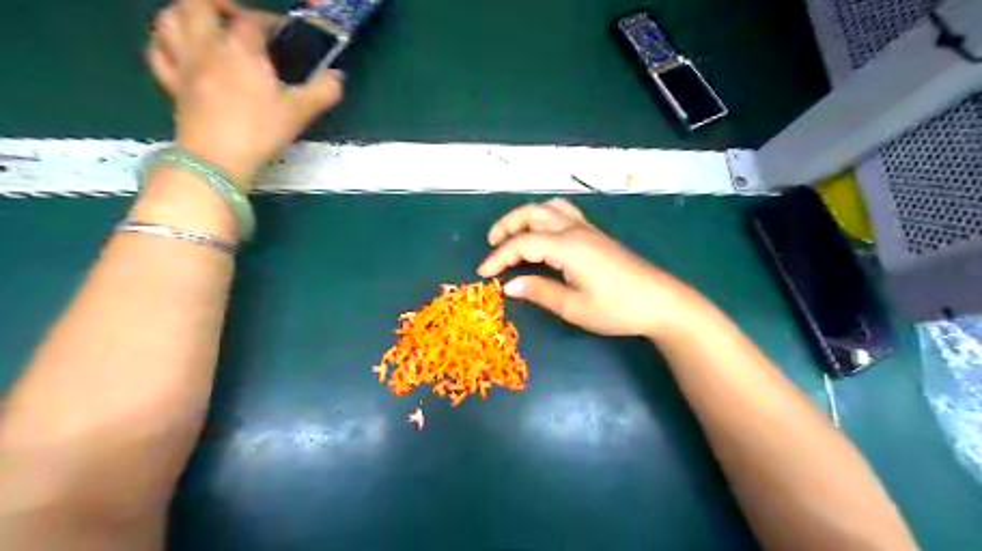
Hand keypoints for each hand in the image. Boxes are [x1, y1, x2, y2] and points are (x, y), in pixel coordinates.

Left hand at [144, 0, 343, 189]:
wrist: (218, 159)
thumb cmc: (260, 131)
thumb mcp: (300, 112)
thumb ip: (323, 91)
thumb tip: (338, 77)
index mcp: (240, 48)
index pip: (253, 20)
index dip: (270, 21)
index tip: (285, 33)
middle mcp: (206, 47)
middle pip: (198, 4)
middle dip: (220, 5)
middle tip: (238, 19)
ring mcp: (184, 64)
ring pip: (168, 19)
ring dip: (186, 14)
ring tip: (206, 26)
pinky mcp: (172, 85)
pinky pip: (157, 52)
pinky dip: (165, 43)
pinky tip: (180, 50)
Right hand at [476, 197, 706, 336]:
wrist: (661, 302)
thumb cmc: (617, 308)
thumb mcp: (574, 307)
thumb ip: (540, 292)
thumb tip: (509, 286)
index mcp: (567, 246)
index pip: (522, 243)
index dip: (499, 257)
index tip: (483, 273)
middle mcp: (575, 230)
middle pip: (533, 213)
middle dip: (507, 225)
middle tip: (492, 243)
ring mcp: (588, 230)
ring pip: (550, 208)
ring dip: (527, 217)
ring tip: (514, 235)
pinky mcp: (597, 235)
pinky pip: (565, 213)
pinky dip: (545, 217)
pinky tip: (544, 235)